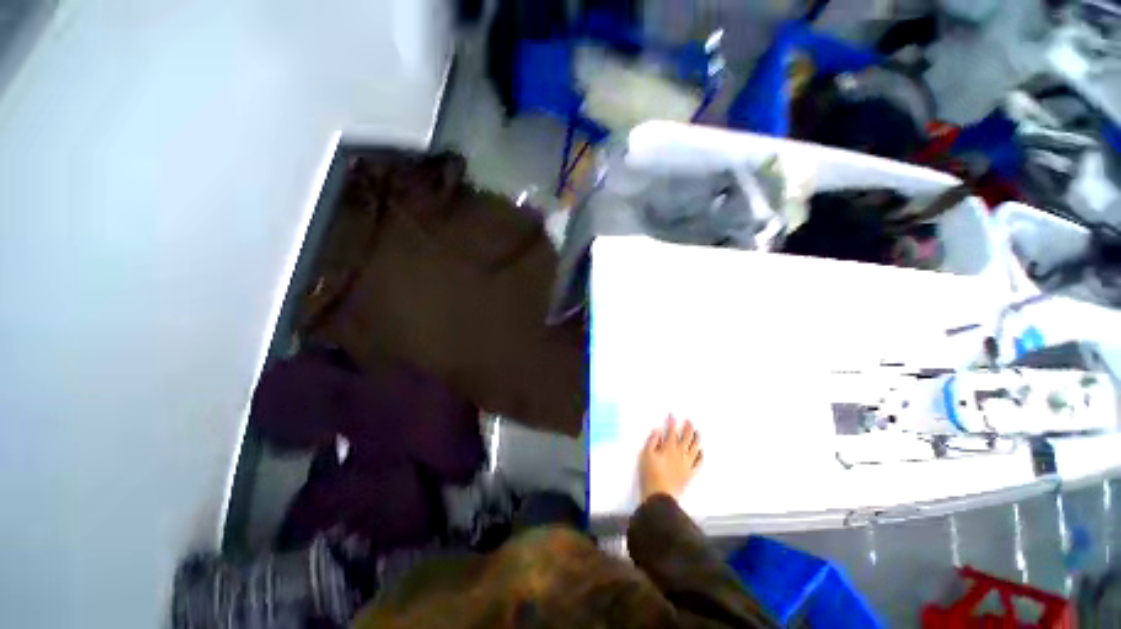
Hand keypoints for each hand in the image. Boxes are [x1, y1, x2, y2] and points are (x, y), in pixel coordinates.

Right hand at [639, 415, 702, 501]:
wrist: (661, 495)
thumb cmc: (650, 474)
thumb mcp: (646, 455)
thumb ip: (652, 441)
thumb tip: (658, 431)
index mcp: (668, 448)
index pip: (671, 432)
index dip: (672, 423)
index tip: (673, 415)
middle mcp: (680, 453)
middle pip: (686, 438)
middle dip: (688, 428)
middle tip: (689, 421)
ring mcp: (687, 464)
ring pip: (694, 448)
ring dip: (696, 439)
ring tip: (698, 432)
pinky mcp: (690, 473)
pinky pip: (698, 463)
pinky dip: (700, 455)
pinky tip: (701, 451)